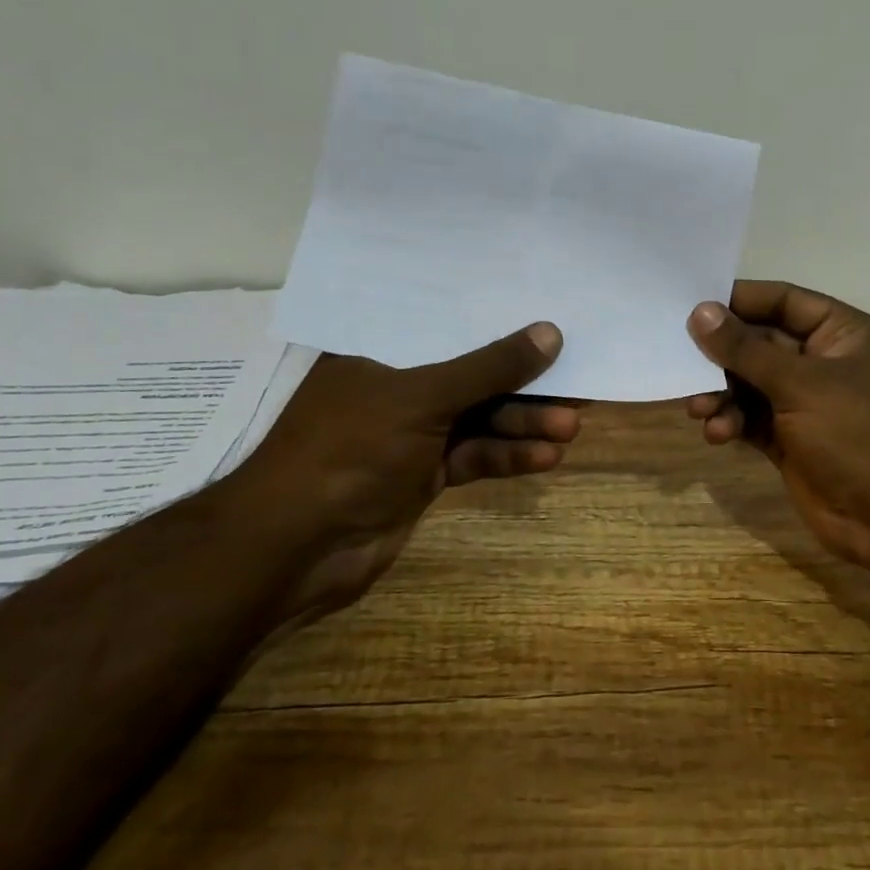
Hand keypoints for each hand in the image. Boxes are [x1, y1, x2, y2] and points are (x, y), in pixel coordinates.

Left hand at [224, 322, 577, 616]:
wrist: (295, 551)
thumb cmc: (350, 450)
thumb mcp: (423, 398)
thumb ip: (488, 367)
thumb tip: (551, 333)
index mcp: (379, 353)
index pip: (448, 325)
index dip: (498, 322)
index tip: (546, 318)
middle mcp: (395, 388)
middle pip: (472, 376)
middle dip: (522, 385)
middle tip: (574, 385)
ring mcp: (409, 435)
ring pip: (478, 420)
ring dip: (522, 424)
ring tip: (571, 426)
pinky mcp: (421, 477)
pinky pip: (473, 457)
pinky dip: (506, 457)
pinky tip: (546, 457)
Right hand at [686, 284, 869, 569]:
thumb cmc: (857, 434)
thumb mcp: (801, 384)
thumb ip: (746, 349)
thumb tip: (700, 312)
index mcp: (842, 333)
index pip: (784, 301)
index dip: (740, 300)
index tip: (693, 304)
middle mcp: (824, 361)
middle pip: (761, 342)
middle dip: (724, 354)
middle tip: (682, 358)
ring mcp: (807, 402)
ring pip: (751, 383)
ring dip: (722, 392)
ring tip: (699, 407)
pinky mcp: (791, 438)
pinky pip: (751, 417)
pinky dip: (732, 421)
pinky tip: (718, 433)